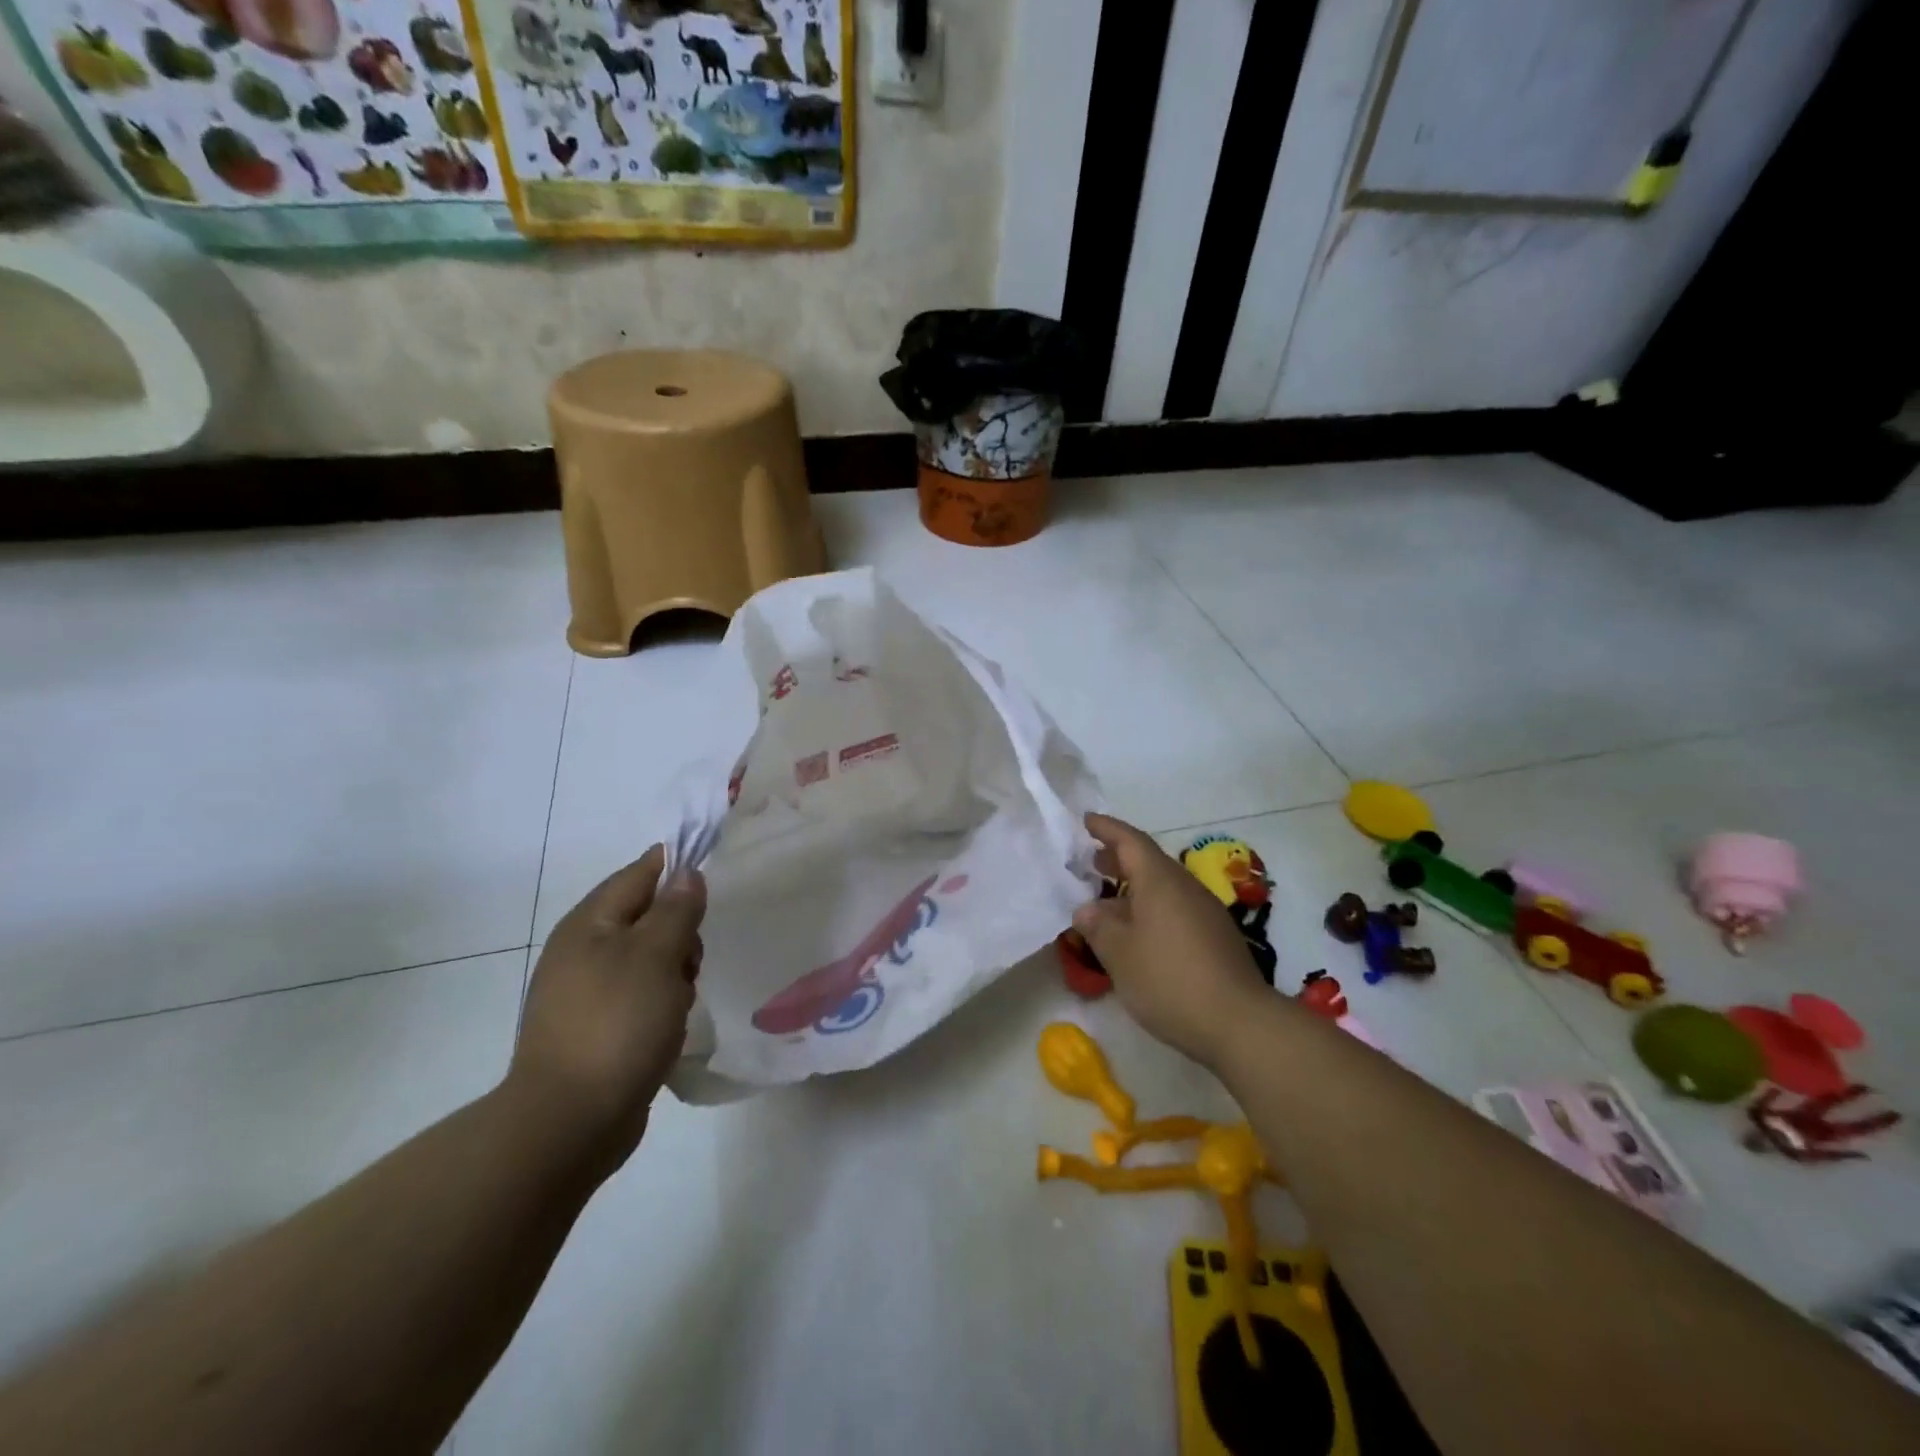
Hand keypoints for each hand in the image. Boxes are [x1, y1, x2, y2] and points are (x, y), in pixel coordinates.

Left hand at [508, 846, 704, 1171]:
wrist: (570, 1122)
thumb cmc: (617, 1024)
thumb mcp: (656, 956)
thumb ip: (676, 910)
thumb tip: (687, 874)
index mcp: (589, 924)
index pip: (640, 873)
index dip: (677, 867)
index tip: (714, 874)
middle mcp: (583, 951)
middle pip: (648, 917)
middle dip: (680, 933)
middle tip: (691, 962)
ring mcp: (586, 992)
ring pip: (649, 960)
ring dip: (675, 974)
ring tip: (678, 1004)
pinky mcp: (596, 1028)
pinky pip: (641, 996)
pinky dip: (661, 1004)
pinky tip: (668, 1028)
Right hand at [1072, 813, 1270, 1069]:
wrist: (1240, 1023)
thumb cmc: (1169, 979)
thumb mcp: (1119, 954)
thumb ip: (1098, 926)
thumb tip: (1087, 909)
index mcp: (1160, 881)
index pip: (1130, 841)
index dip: (1106, 828)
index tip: (1086, 820)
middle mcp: (1185, 887)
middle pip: (1149, 861)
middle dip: (1118, 859)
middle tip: (1090, 861)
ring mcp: (1206, 911)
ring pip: (1164, 887)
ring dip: (1134, 886)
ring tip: (1107, 900)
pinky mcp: (1216, 936)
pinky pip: (1176, 908)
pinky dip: (1151, 908)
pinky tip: (1138, 933)